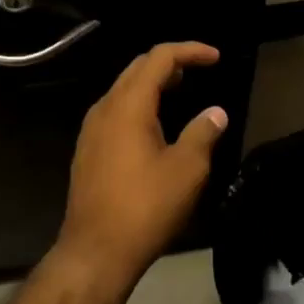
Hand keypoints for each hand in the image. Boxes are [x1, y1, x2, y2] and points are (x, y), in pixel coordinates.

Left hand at [57, 43, 227, 287]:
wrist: (94, 252)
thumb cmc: (145, 208)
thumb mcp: (187, 170)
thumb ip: (203, 133)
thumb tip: (216, 112)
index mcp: (129, 104)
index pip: (159, 58)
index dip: (189, 51)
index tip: (216, 57)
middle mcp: (105, 107)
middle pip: (138, 67)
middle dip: (170, 62)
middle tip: (199, 68)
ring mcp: (91, 129)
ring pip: (124, 88)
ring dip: (153, 82)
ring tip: (180, 89)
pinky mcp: (87, 149)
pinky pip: (116, 110)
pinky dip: (139, 103)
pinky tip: (155, 124)